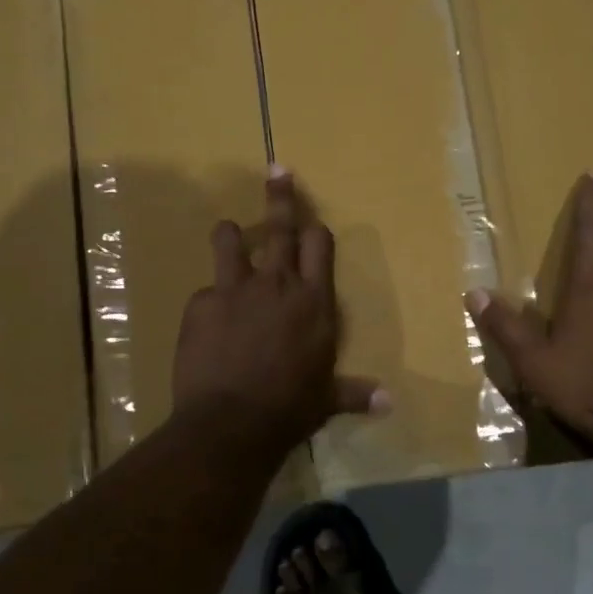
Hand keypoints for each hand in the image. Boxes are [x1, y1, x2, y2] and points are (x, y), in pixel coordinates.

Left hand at [173, 170, 385, 445]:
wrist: (232, 423)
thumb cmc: (290, 408)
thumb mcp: (327, 400)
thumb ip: (356, 393)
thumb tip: (390, 402)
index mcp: (314, 301)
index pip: (319, 246)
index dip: (315, 230)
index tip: (310, 221)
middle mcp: (278, 284)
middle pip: (281, 227)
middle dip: (281, 196)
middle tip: (276, 170)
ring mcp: (236, 289)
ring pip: (232, 241)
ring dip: (231, 234)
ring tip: (228, 230)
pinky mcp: (202, 303)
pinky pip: (206, 291)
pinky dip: (210, 301)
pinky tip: (207, 324)